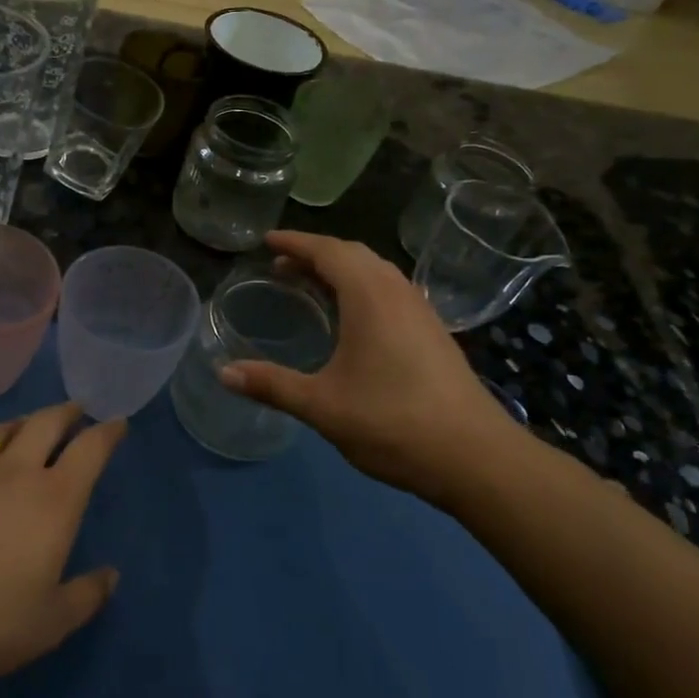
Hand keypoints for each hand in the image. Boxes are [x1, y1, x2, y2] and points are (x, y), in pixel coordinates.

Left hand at [0, 403, 124, 697]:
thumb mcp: (47, 625)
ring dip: (21, 423)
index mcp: (53, 501)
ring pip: (1, 429)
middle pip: (47, 423)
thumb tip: (111, 574)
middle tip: (76, 410)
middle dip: (67, 413)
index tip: (117, 423)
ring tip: (27, 427)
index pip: (90, 451)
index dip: (108, 433)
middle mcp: (14, 471)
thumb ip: (85, 596)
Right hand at [219, 231, 524, 500]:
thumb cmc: (392, 422)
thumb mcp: (322, 405)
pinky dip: (361, 288)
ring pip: (375, 272)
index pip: (327, 251)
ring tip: (309, 285)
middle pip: (353, 254)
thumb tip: (223, 372)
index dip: (294, 242)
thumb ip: (271, 385)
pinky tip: (351, 318)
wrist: (475, 456)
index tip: (266, 241)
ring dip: (340, 270)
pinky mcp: (433, 332)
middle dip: (315, 253)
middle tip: (280, 265)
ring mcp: (420, 311)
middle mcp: (397, 292)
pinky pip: (390, 291)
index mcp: (369, 296)